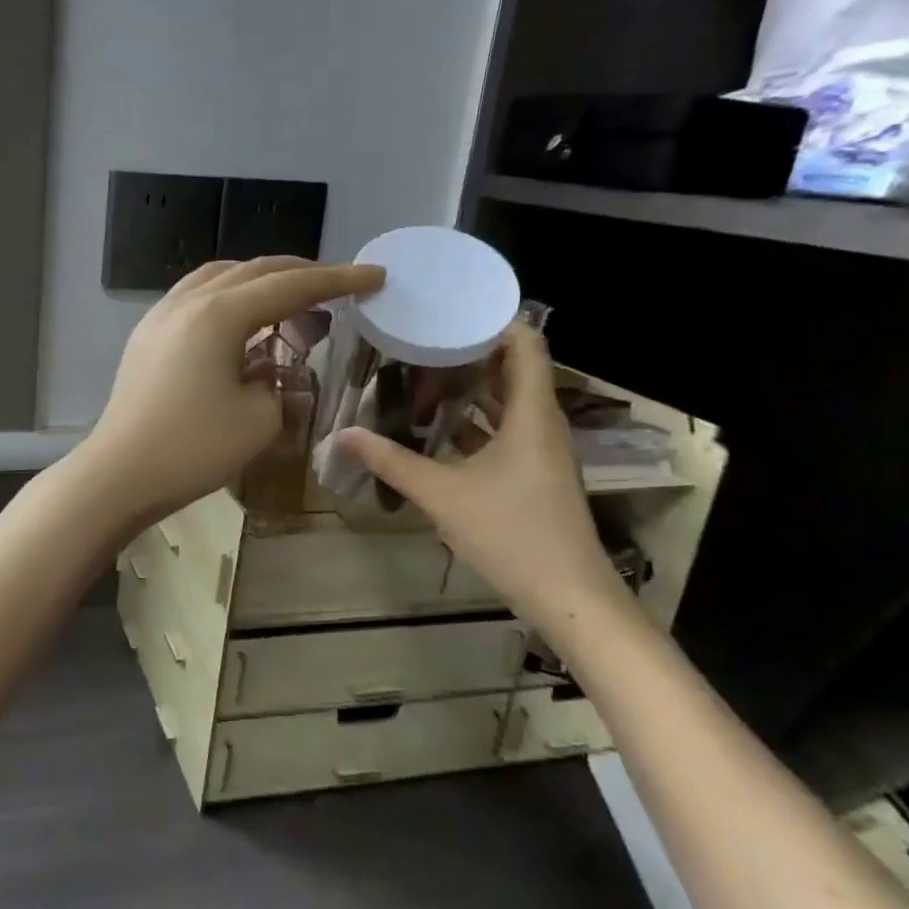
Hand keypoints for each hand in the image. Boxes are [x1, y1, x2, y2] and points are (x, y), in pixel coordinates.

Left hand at [79, 257, 383, 524]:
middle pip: (253, 271)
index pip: (290, 286)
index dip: (336, 280)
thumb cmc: (193, 449)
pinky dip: (227, 297)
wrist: (120, 474)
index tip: (374, 275)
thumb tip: (265, 365)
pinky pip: (195, 297)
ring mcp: (160, 315)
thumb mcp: (258, 419)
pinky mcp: (146, 336)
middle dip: (300, 274)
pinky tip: (240, 320)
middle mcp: (188, 301)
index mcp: (219, 314)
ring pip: (219, 278)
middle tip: (337, 286)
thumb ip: (276, 381)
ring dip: (260, 281)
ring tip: (290, 299)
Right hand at [336, 324, 626, 621]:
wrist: (567, 596)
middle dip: (468, 353)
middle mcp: (541, 423)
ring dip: (469, 388)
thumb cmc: (511, 533)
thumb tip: (341, 435)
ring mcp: (540, 451)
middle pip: (512, 369)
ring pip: (506, 402)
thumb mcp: (441, 494)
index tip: (446, 312)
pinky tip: (435, 428)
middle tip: (418, 343)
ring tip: (419, 376)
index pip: (525, 343)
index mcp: (531, 414)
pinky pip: (503, 430)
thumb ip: (390, 461)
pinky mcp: (533, 474)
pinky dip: (473, 422)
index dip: (491, 321)